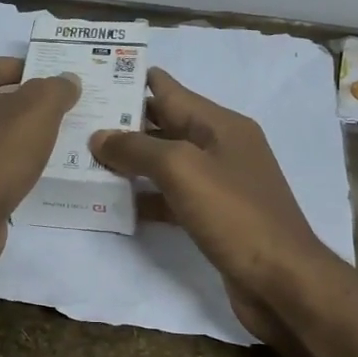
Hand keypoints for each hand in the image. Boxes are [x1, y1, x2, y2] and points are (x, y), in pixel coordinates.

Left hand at [0, 56, 79, 268]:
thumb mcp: (38, 110)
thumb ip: (56, 89)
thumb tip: (67, 79)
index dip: (23, 67)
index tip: (52, 79)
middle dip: (21, 104)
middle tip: (57, 112)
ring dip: (13, 137)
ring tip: (48, 144)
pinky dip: (3, 166)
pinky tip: (27, 175)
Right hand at [91, 67, 341, 343]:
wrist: (282, 282)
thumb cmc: (235, 215)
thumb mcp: (182, 169)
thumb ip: (137, 148)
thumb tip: (99, 136)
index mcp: (220, 124)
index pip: (169, 90)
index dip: (132, 80)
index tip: (93, 74)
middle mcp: (220, 148)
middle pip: (164, 124)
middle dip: (123, 121)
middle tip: (76, 118)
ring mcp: (218, 184)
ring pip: (164, 162)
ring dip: (129, 160)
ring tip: (83, 156)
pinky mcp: (212, 217)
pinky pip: (170, 196)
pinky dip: (144, 196)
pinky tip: (113, 201)